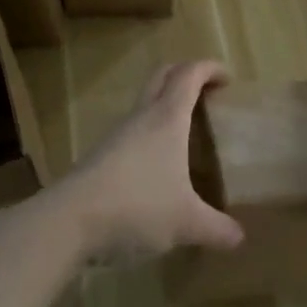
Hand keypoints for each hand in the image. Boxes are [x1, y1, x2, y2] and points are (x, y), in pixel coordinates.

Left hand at [52, 61, 245, 262]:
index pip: (189, 75)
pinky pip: (131, 133)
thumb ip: (216, 228)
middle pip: (162, 76)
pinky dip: (149, 135)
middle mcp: (141, 118)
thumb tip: (239, 238)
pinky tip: (157, 167)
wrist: (68, 221)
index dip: (209, 69)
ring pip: (143, 105)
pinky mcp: (99, 156)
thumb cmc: (137, 207)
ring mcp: (116, 136)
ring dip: (164, 106)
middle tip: (206, 94)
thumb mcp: (186, 222)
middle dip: (185, 75)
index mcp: (167, 119)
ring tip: (185, 133)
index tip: (227, 79)